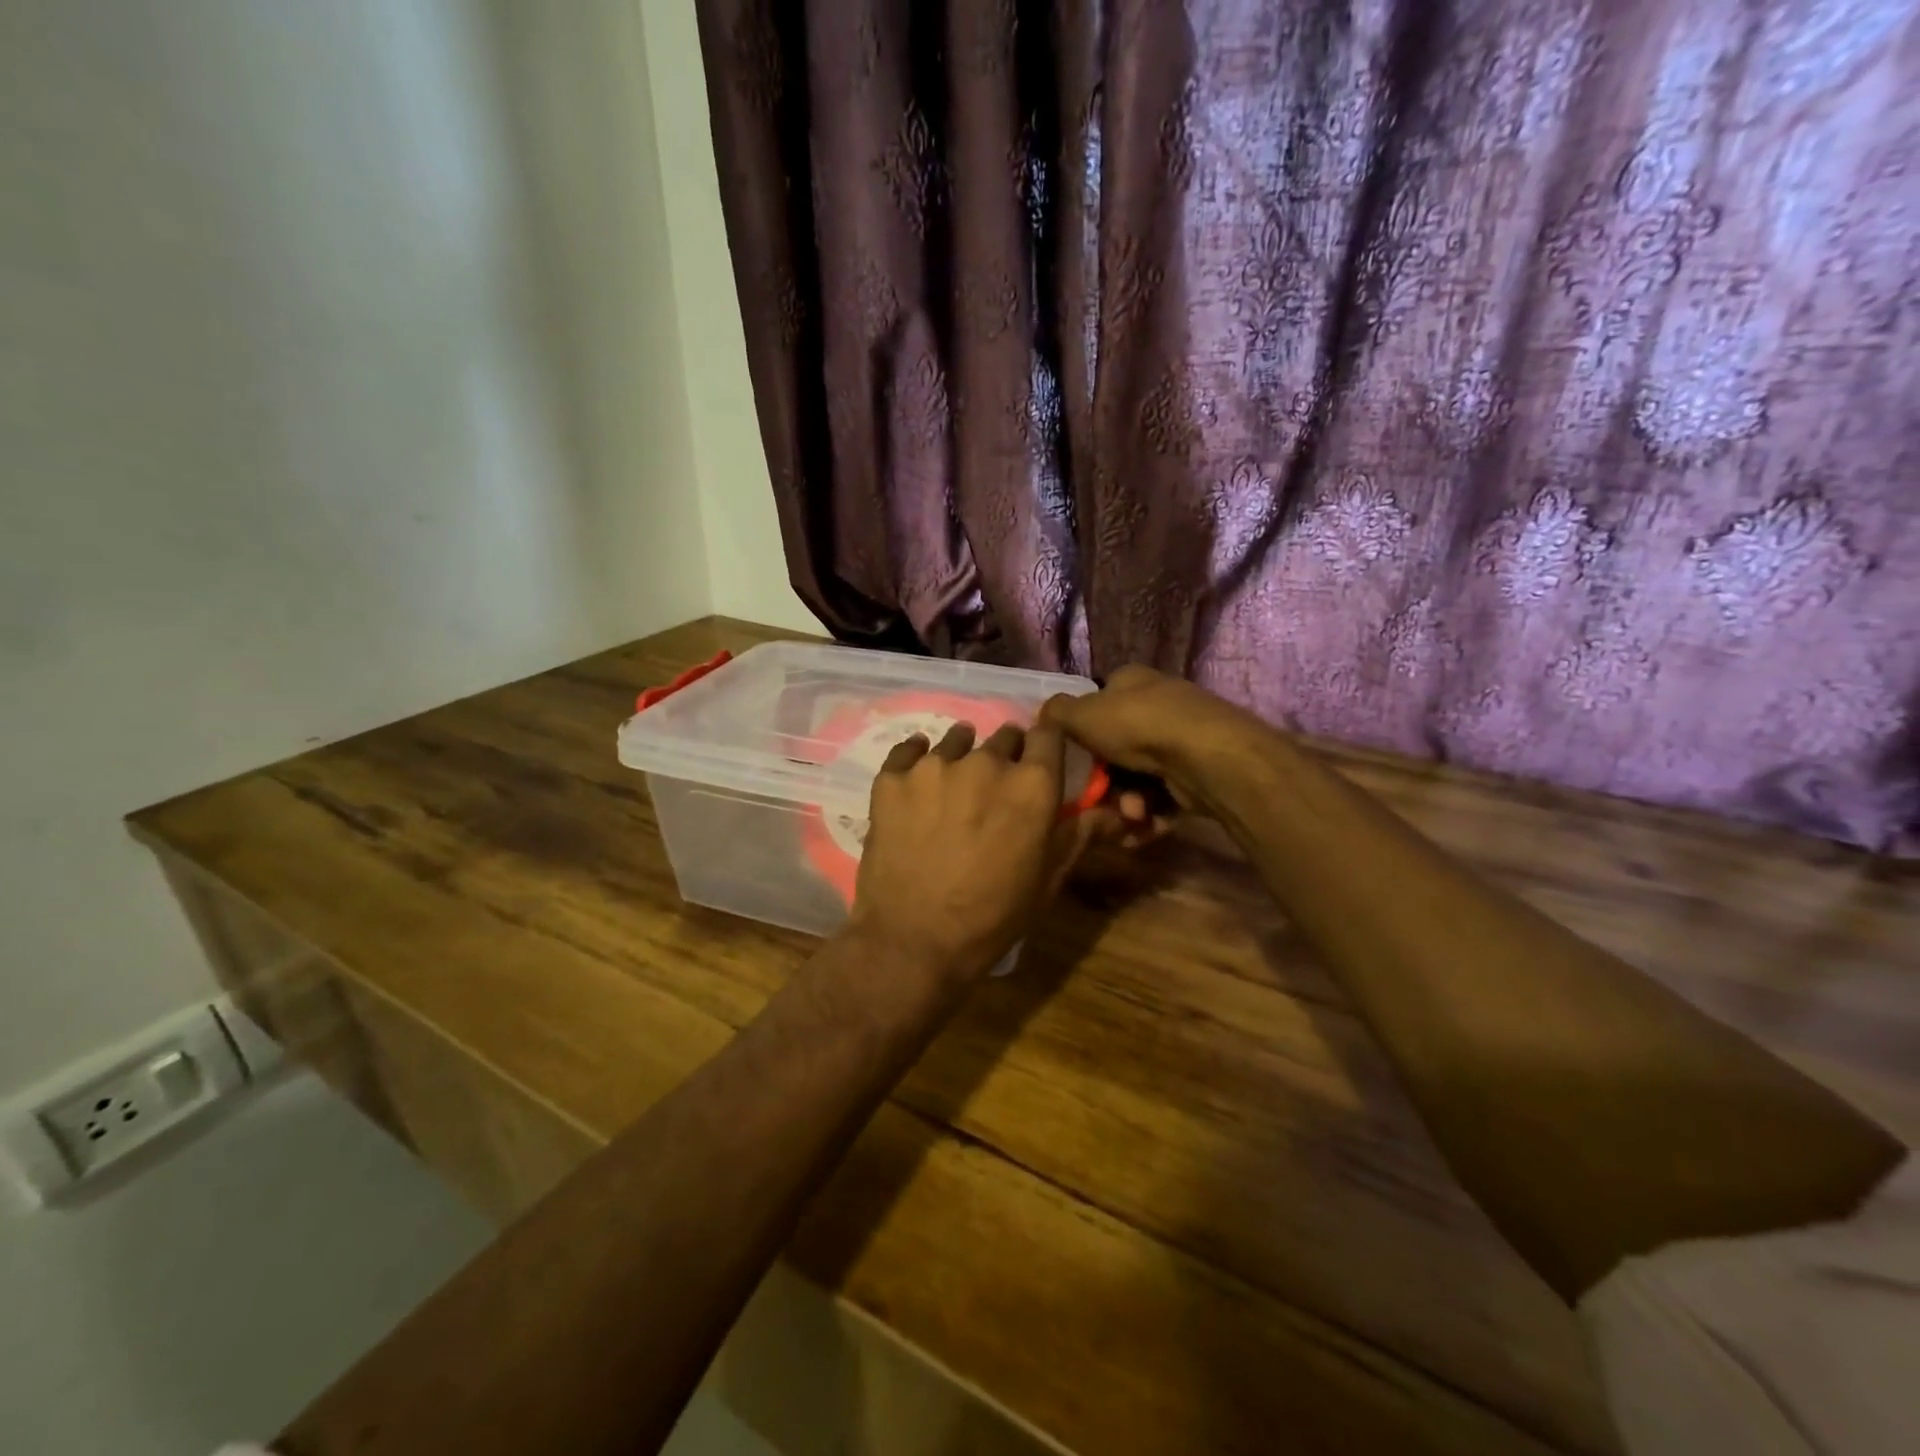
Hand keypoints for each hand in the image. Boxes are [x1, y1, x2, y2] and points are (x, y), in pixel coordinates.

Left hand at [848, 722, 1112, 984]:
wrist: (914, 940)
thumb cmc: (992, 917)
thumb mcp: (1047, 880)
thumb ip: (1078, 834)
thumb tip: (1114, 810)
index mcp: (1032, 785)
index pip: (1049, 734)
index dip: (1046, 743)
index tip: (1040, 757)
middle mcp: (986, 762)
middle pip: (1004, 736)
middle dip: (1006, 755)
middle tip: (995, 787)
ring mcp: (935, 767)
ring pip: (956, 740)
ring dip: (962, 754)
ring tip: (954, 783)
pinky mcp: (892, 778)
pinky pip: (907, 750)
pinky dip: (914, 758)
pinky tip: (915, 777)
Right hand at [1039, 666, 1268, 817]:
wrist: (1205, 758)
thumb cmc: (1136, 726)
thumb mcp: (1082, 714)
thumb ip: (1056, 714)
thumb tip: (1045, 714)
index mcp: (1132, 682)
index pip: (1099, 700)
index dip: (1082, 729)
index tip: (1073, 758)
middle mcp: (1158, 705)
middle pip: (1116, 747)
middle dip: (1104, 779)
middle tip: (1097, 798)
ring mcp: (1181, 739)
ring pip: (1137, 777)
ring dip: (1126, 802)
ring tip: (1130, 815)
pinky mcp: (1197, 772)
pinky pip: (1162, 796)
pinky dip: (1150, 813)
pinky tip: (1145, 824)